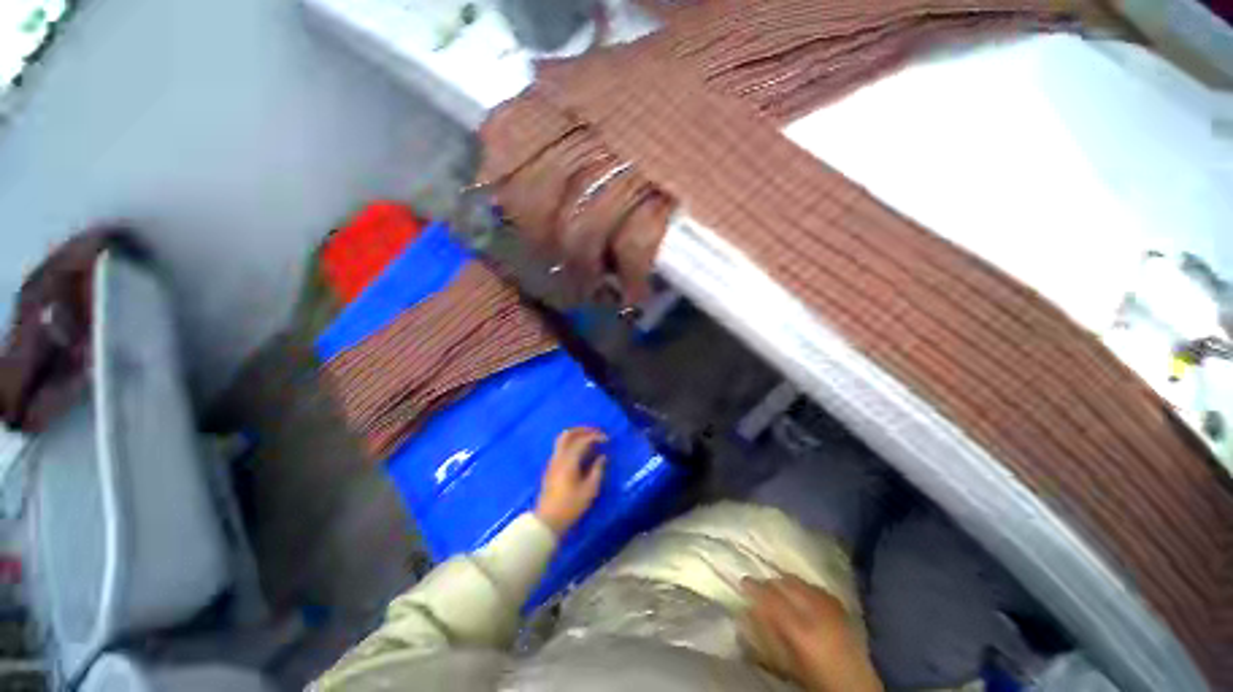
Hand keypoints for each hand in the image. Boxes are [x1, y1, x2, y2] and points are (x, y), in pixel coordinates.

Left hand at [535, 427, 607, 535]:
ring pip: (563, 439)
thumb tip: (602, 457)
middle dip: (583, 429)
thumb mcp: (589, 490)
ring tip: (590, 439)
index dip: (596, 436)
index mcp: (569, 460)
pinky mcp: (551, 467)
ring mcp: (553, 461)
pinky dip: (572, 442)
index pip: (582, 440)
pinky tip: (581, 450)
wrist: (547, 521)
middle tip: (597, 432)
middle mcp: (559, 456)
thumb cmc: (570, 506)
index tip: (607, 439)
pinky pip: (561, 447)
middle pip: (569, 434)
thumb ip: (597, 470)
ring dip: (577, 434)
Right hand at [742, 576, 882, 691]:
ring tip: (777, 587)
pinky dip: (804, 586)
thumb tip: (749, 611)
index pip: (770, 597)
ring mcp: (829, 605)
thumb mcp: (786, 662)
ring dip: (786, 582)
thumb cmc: (815, 679)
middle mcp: (814, 610)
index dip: (754, 587)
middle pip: (785, 584)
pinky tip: (800, 593)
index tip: (742, 581)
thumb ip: (767, 635)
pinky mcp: (840, 605)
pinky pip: (815, 587)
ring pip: (800, 581)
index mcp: (799, 627)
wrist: (854, 686)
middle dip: (770, 582)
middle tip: (759, 586)